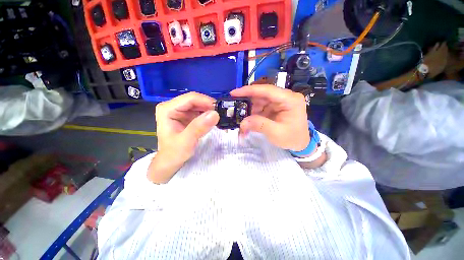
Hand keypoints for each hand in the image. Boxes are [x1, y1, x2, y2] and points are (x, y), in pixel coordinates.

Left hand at [148, 92, 218, 183]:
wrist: (170, 162)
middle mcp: (173, 106)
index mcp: (167, 109)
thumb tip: (215, 114)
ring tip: (220, 118)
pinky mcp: (186, 116)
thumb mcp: (186, 142)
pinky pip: (200, 111)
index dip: (206, 101)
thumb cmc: (174, 153)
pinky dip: (208, 115)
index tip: (220, 110)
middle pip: (195, 100)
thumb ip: (198, 128)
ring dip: (210, 110)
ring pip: (199, 105)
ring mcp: (180, 111)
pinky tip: (214, 121)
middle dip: (209, 106)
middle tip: (222, 115)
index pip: (190, 98)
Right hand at [230, 85, 309, 151]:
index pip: (267, 90)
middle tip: (236, 109)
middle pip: (262, 95)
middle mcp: (285, 97)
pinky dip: (254, 113)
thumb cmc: (292, 138)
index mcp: (290, 99)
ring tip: (243, 118)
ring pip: (260, 101)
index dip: (249, 90)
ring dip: (250, 109)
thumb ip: (259, 125)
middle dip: (248, 102)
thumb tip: (242, 122)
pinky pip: (262, 107)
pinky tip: (250, 120)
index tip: (234, 93)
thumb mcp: (276, 133)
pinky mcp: (276, 107)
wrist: (301, 143)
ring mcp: (280, 102)